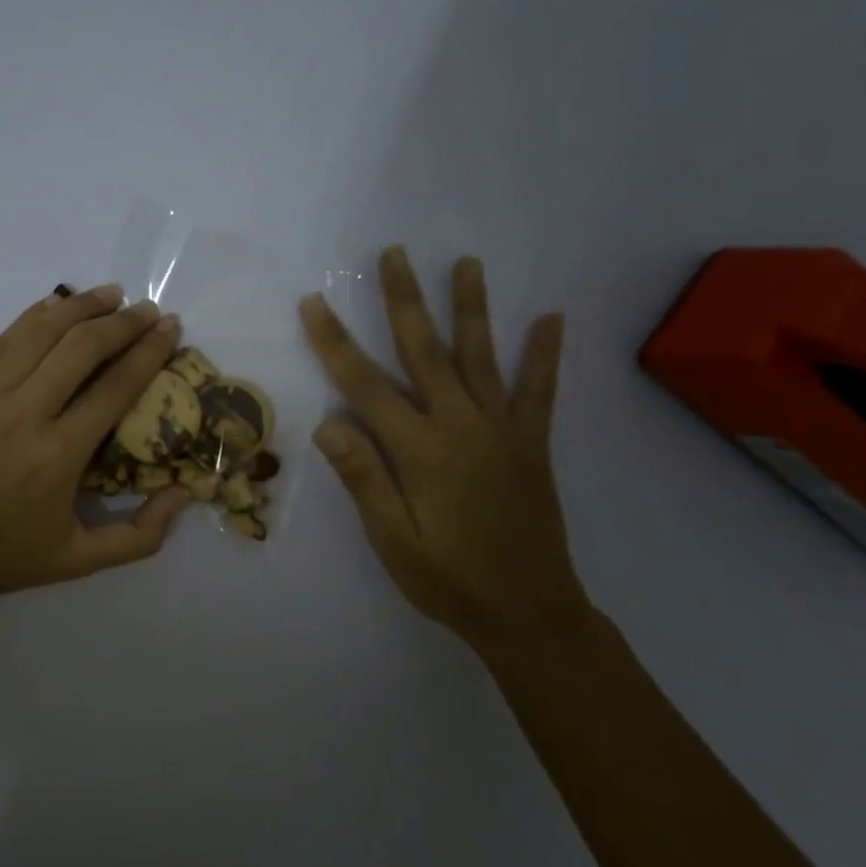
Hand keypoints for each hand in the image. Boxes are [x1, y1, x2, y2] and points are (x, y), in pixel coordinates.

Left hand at [0, 284, 193, 610]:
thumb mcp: (78, 562)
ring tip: (112, 294)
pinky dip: (37, 316)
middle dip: (123, 322)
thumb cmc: (1, 557)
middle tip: (148, 310)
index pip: (116, 386)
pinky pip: (5, 339)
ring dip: (82, 306)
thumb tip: (184, 492)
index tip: (171, 328)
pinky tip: (58, 306)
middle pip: (82, 347)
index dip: (149, 351)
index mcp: (58, 455)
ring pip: (41, 331)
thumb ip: (141, 536)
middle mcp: (23, 413)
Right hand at [299, 248, 589, 648]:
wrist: (528, 612)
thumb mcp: (392, 540)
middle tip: (393, 253)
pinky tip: (552, 319)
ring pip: (480, 355)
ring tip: (467, 263)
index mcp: (419, 449)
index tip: (313, 302)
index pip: (364, 383)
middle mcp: (460, 425)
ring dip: (472, 307)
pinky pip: (539, 390)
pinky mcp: (531, 442)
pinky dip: (544, 354)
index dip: (334, 341)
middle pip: (424, 350)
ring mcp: (500, 429)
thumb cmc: (448, 578)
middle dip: (404, 299)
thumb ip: (364, 478)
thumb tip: (328, 422)